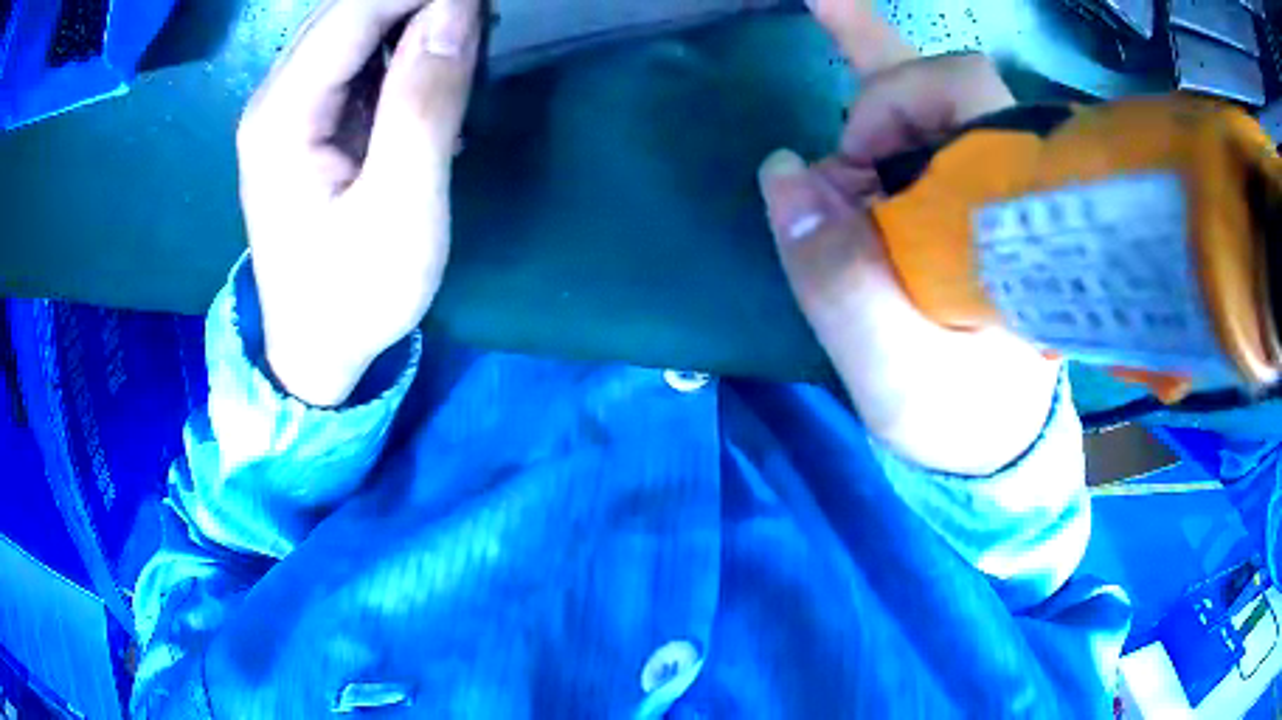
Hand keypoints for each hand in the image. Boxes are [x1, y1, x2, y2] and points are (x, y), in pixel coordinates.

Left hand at [236, 0, 481, 406]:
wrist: (316, 352)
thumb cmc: (354, 294)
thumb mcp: (401, 207)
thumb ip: (424, 104)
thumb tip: (457, 13)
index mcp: (282, 116)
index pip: (353, 11)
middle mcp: (274, 99)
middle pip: (347, 11)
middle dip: (417, 2)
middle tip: (481, 19)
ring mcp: (286, 110)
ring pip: (351, 29)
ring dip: (412, 20)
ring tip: (466, 44)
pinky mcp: (305, 124)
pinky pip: (354, 59)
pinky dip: (399, 50)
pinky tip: (432, 75)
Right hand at [759, 5, 1059, 475]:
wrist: (989, 436)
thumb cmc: (956, 412)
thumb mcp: (894, 372)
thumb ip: (842, 285)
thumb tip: (784, 170)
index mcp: (1013, 214)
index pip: (971, 100)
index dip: (898, 103)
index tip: (849, 161)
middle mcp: (1004, 182)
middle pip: (951, 82)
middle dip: (881, 90)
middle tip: (841, 112)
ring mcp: (980, 183)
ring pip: (930, 93)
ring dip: (872, 90)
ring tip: (831, 58)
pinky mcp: (955, 194)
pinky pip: (918, 117)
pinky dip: (871, 73)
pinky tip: (830, 19)